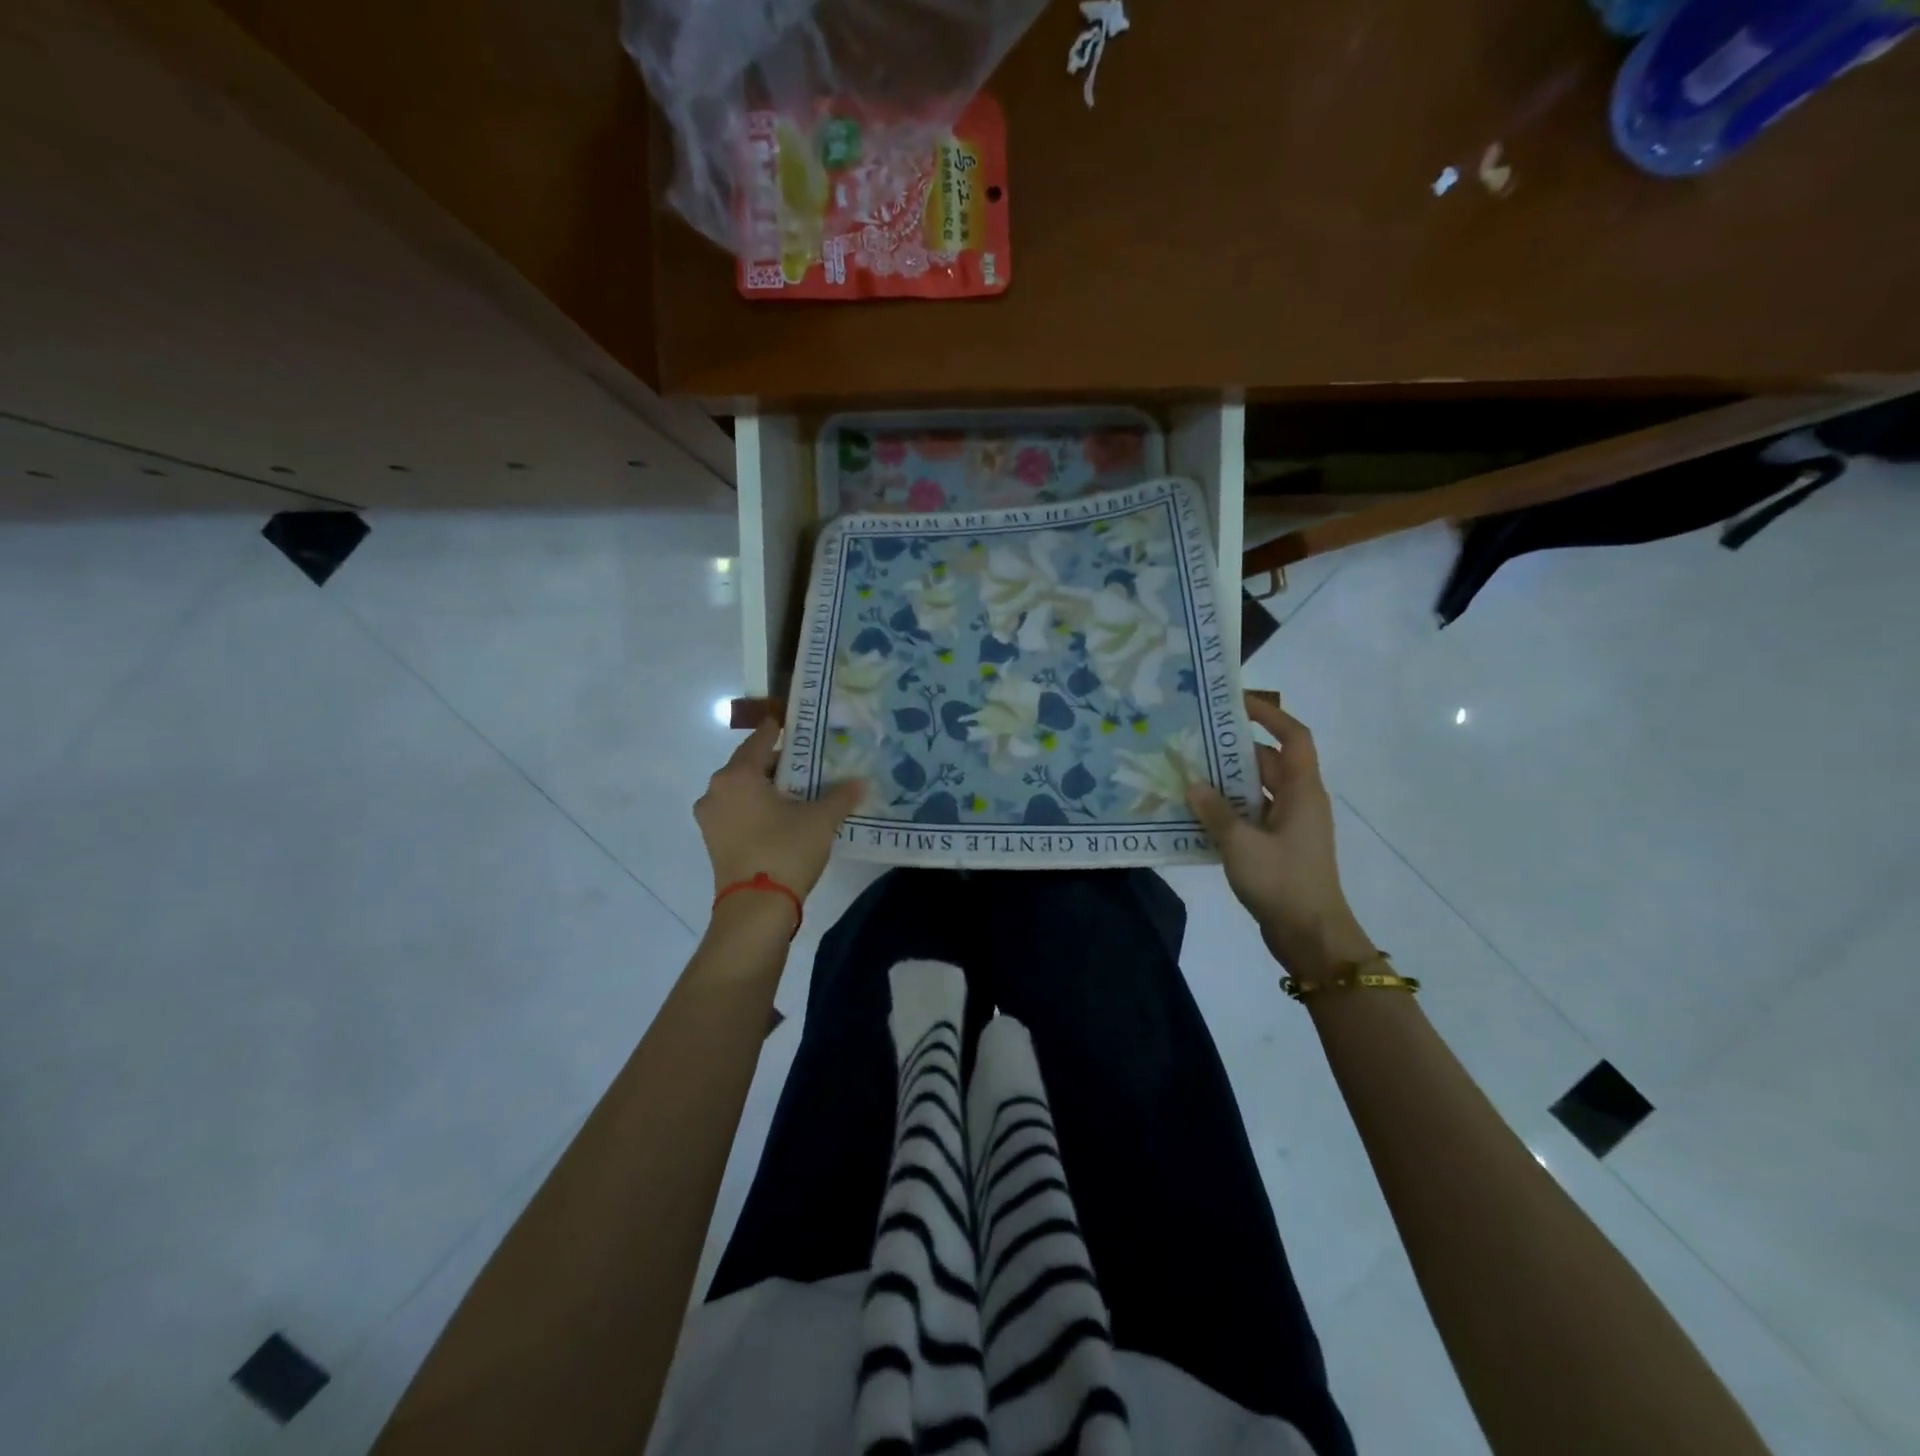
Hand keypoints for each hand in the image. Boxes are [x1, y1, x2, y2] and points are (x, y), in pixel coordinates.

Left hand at [694, 719, 864, 906]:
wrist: (756, 909)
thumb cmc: (785, 851)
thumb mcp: (820, 820)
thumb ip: (840, 796)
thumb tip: (860, 782)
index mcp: (737, 775)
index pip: (761, 740)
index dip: (779, 730)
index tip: (795, 724)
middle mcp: (716, 790)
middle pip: (749, 765)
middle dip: (778, 764)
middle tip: (809, 764)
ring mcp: (711, 818)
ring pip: (742, 790)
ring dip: (767, 788)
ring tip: (799, 792)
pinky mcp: (714, 841)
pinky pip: (737, 812)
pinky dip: (757, 808)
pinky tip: (782, 817)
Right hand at [1186, 695, 1375, 978]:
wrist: (1311, 937)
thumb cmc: (1283, 882)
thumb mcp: (1241, 844)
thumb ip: (1214, 812)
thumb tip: (1192, 785)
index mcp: (1302, 792)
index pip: (1293, 737)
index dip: (1269, 715)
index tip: (1235, 702)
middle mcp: (1299, 802)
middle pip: (1268, 762)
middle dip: (1234, 750)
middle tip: (1194, 739)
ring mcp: (1290, 826)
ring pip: (1257, 790)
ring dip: (1226, 782)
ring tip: (1187, 772)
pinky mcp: (1278, 847)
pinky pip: (1251, 816)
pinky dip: (1227, 810)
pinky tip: (1196, 813)